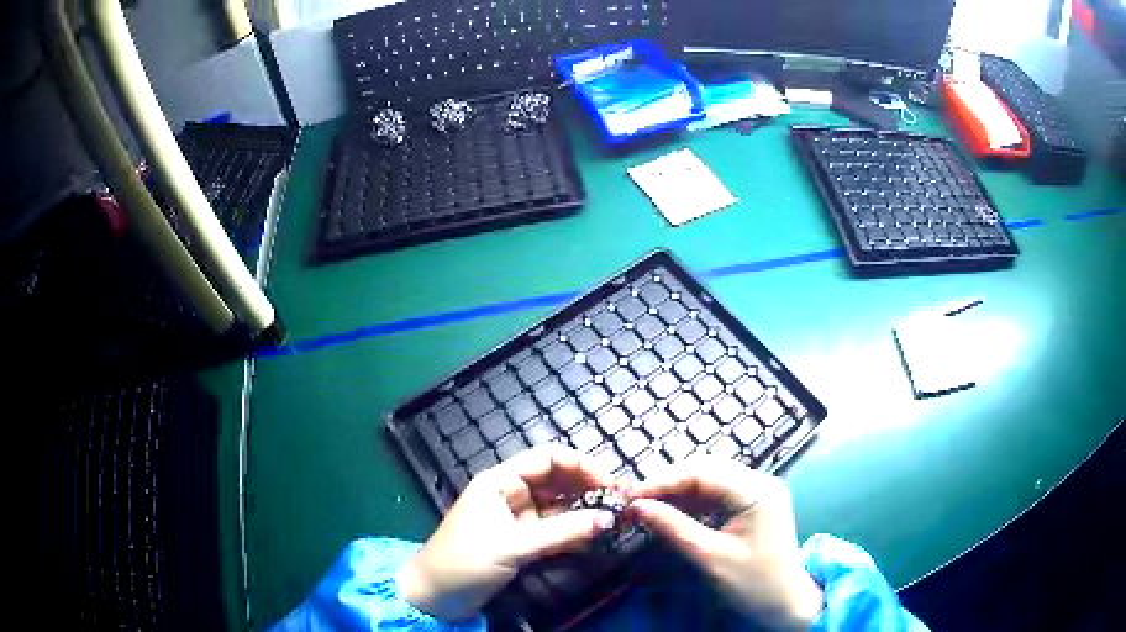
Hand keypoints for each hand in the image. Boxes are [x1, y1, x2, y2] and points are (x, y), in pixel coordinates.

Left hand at [396, 445, 616, 620]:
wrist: (435, 597)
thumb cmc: (466, 562)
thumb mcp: (514, 545)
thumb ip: (563, 532)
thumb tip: (609, 518)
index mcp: (501, 481)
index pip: (548, 459)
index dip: (582, 466)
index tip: (612, 484)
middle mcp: (511, 493)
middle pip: (558, 480)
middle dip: (590, 488)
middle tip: (623, 502)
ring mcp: (518, 518)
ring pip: (560, 506)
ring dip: (586, 511)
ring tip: (617, 519)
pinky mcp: (522, 541)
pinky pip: (555, 529)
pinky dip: (575, 531)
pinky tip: (596, 537)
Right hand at [627, 458, 823, 630]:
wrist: (786, 603)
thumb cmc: (752, 583)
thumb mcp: (710, 557)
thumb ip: (673, 528)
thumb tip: (636, 506)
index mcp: (757, 491)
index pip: (703, 472)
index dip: (663, 481)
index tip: (630, 496)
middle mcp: (760, 481)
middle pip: (706, 469)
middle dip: (668, 482)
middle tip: (634, 500)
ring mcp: (758, 491)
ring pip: (709, 479)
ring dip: (678, 491)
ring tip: (647, 505)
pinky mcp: (752, 503)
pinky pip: (716, 493)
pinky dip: (691, 501)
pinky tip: (671, 512)